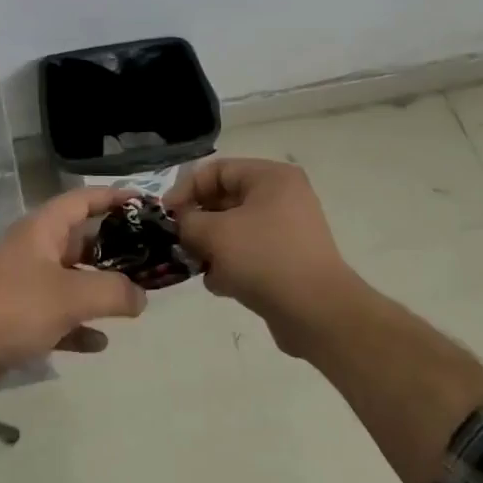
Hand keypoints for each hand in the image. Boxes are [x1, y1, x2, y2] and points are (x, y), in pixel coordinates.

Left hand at [0, 187, 147, 395]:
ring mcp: (23, 285)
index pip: (82, 200)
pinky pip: (57, 316)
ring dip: (99, 288)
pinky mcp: (16, 319)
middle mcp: (32, 250)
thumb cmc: (15, 308)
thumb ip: (114, 292)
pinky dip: (79, 324)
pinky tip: (100, 342)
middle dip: (114, 249)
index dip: (113, 197)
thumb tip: (141, 296)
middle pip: (79, 240)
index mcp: (41, 230)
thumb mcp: (73, 295)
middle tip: (149, 259)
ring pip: (70, 279)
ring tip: (134, 300)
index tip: (145, 204)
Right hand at [166, 158, 357, 338]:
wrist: (316, 312)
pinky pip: (248, 254)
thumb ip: (187, 221)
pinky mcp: (286, 260)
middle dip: (198, 223)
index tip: (165, 215)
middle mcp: (282, 197)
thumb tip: (182, 223)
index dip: (186, 189)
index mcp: (271, 178)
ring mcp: (286, 230)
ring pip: (233, 230)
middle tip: (178, 242)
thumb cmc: (264, 259)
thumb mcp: (214, 233)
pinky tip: (223, 286)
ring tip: (202, 267)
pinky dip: (231, 266)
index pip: (217, 170)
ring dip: (212, 248)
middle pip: (224, 200)